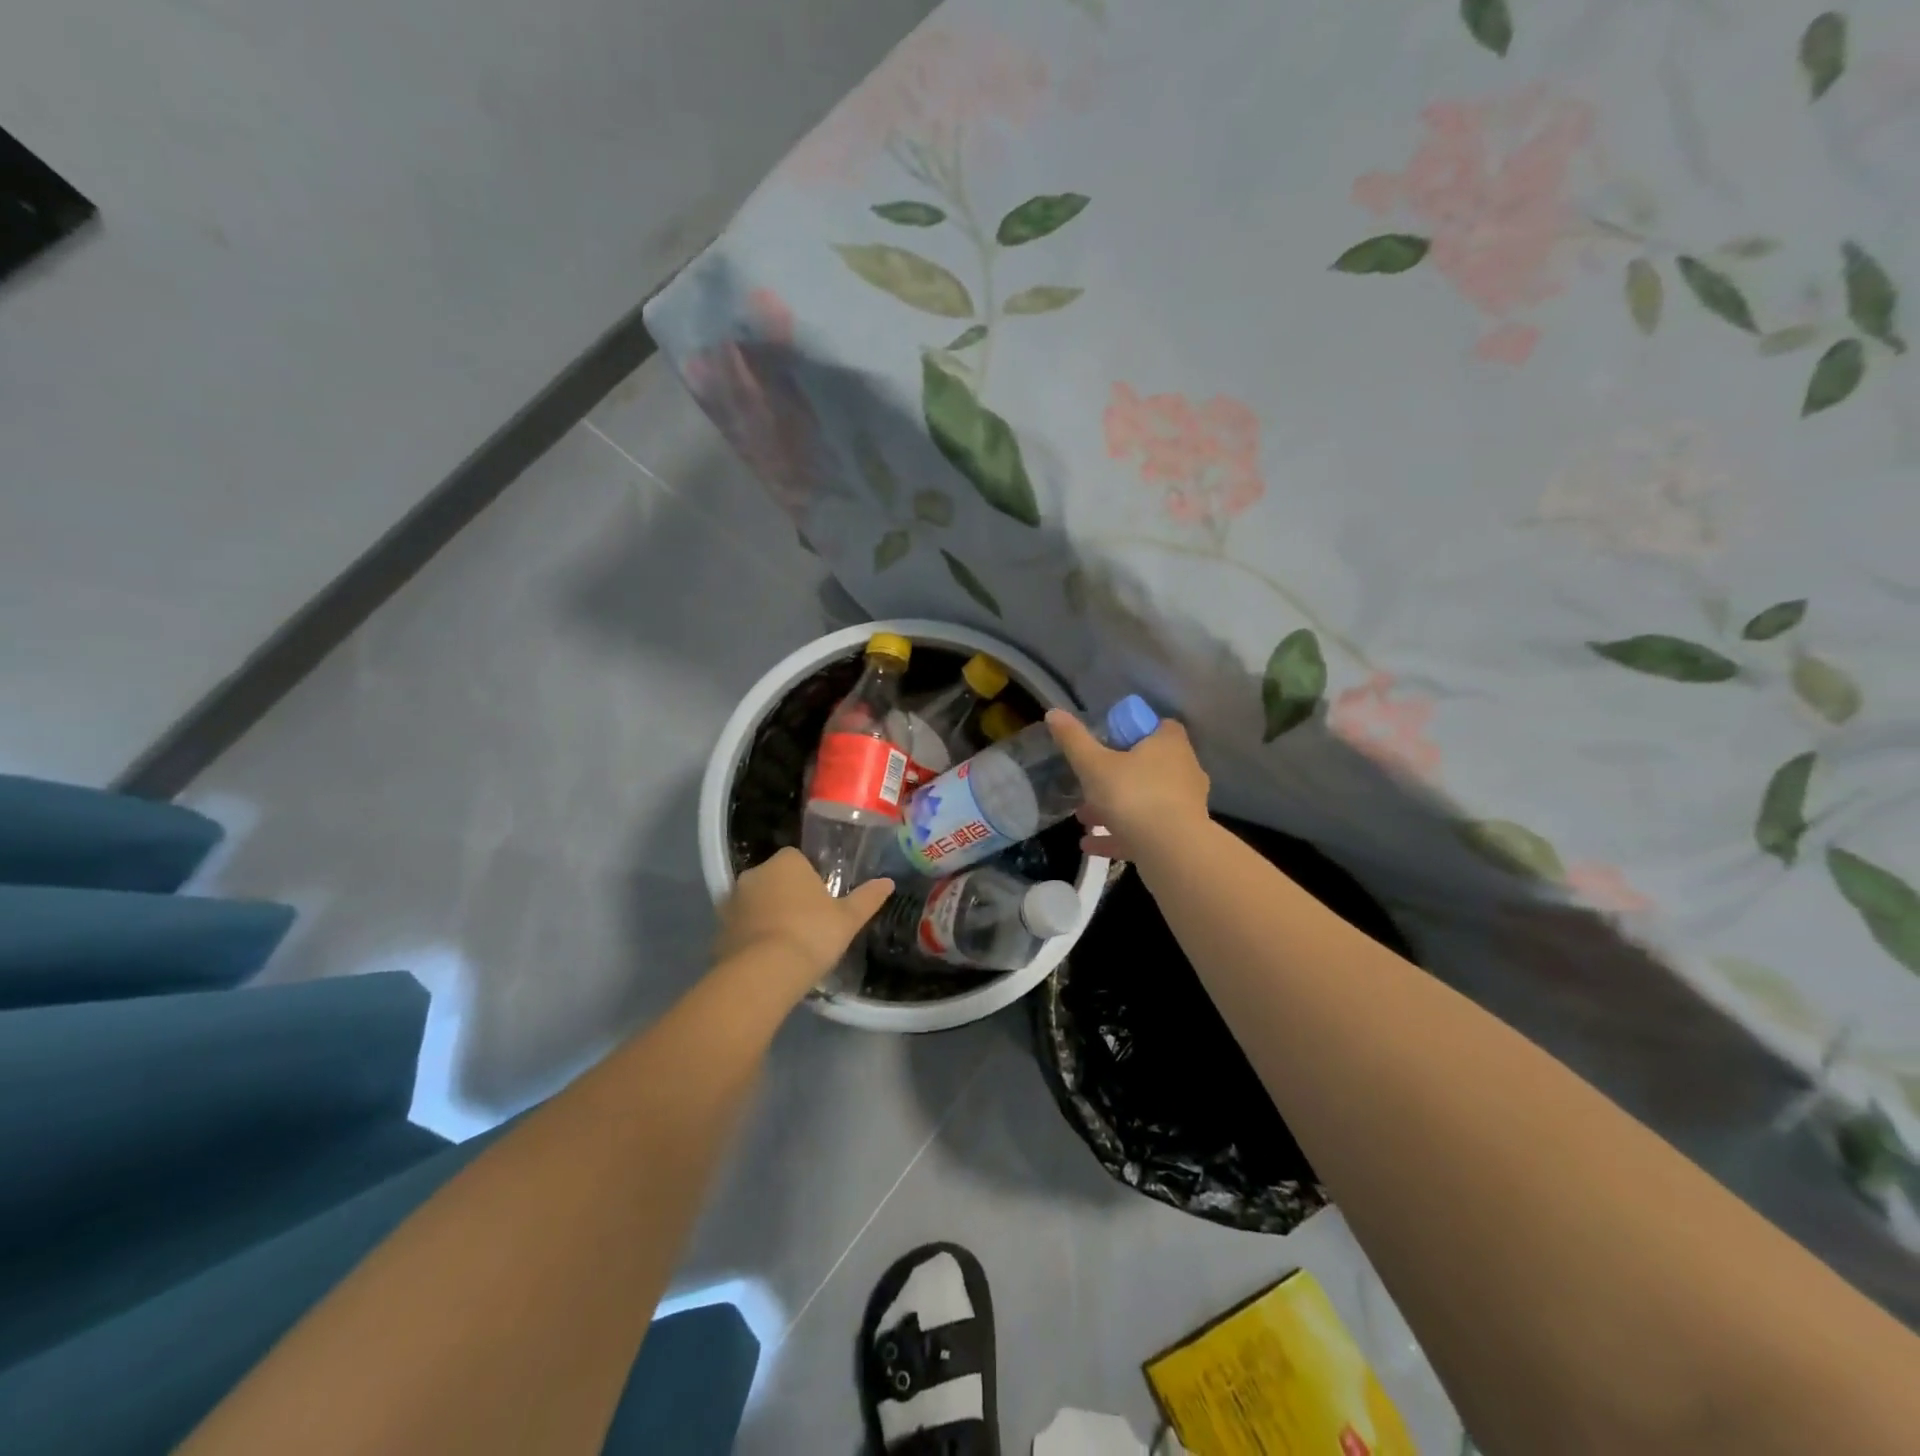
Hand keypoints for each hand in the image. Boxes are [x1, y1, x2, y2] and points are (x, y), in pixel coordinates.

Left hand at [713, 848, 892, 990]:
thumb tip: (888, 882)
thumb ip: (867, 898)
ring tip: (788, 945)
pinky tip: (768, 960)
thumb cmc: (811, 934)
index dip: (811, 880)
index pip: (798, 860)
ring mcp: (732, 902)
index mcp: (786, 862)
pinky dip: (752, 938)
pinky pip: (741, 928)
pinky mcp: (718, 931)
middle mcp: (754, 874)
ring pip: (756, 903)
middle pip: (775, 880)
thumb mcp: (848, 919)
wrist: (763, 973)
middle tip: (808, 924)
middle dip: (787, 896)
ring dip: (767, 917)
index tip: (822, 903)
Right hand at [1045, 709, 1210, 861]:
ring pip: (1144, 800)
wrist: (1172, 851)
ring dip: (1114, 808)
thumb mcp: (1094, 765)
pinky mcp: (1180, 836)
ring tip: (1083, 819)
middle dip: (1115, 775)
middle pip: (1147, 765)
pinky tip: (1090, 845)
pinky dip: (1119, 835)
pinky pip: (1145, 830)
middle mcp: (1183, 770)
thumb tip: (1053, 712)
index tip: (1108, 741)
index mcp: (1169, 744)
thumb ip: (1074, 740)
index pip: (1158, 726)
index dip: (1133, 730)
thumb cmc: (1134, 795)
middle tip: (1088, 784)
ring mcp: (1184, 805)